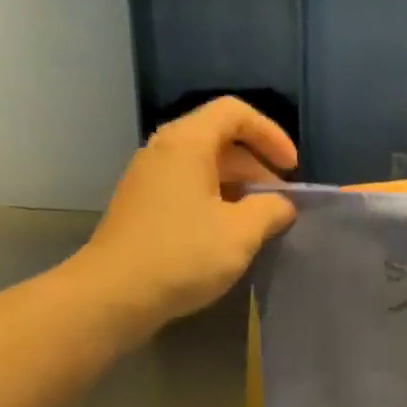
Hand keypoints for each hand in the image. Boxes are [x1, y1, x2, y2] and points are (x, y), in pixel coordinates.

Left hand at [70, 97, 297, 342]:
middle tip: (281, 203)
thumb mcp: (241, 233)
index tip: (292, 169)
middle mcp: (164, 151)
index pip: (234, 112)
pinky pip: (189, 189)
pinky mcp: (144, 207)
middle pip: (220, 139)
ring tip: (261, 223)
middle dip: (258, 166)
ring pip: (205, 168)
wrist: (114, 294)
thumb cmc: (183, 255)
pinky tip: (229, 237)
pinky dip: (217, 202)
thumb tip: (282, 205)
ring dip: (239, 188)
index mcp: (187, 144)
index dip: (270, 134)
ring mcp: (149, 179)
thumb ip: (271, 210)